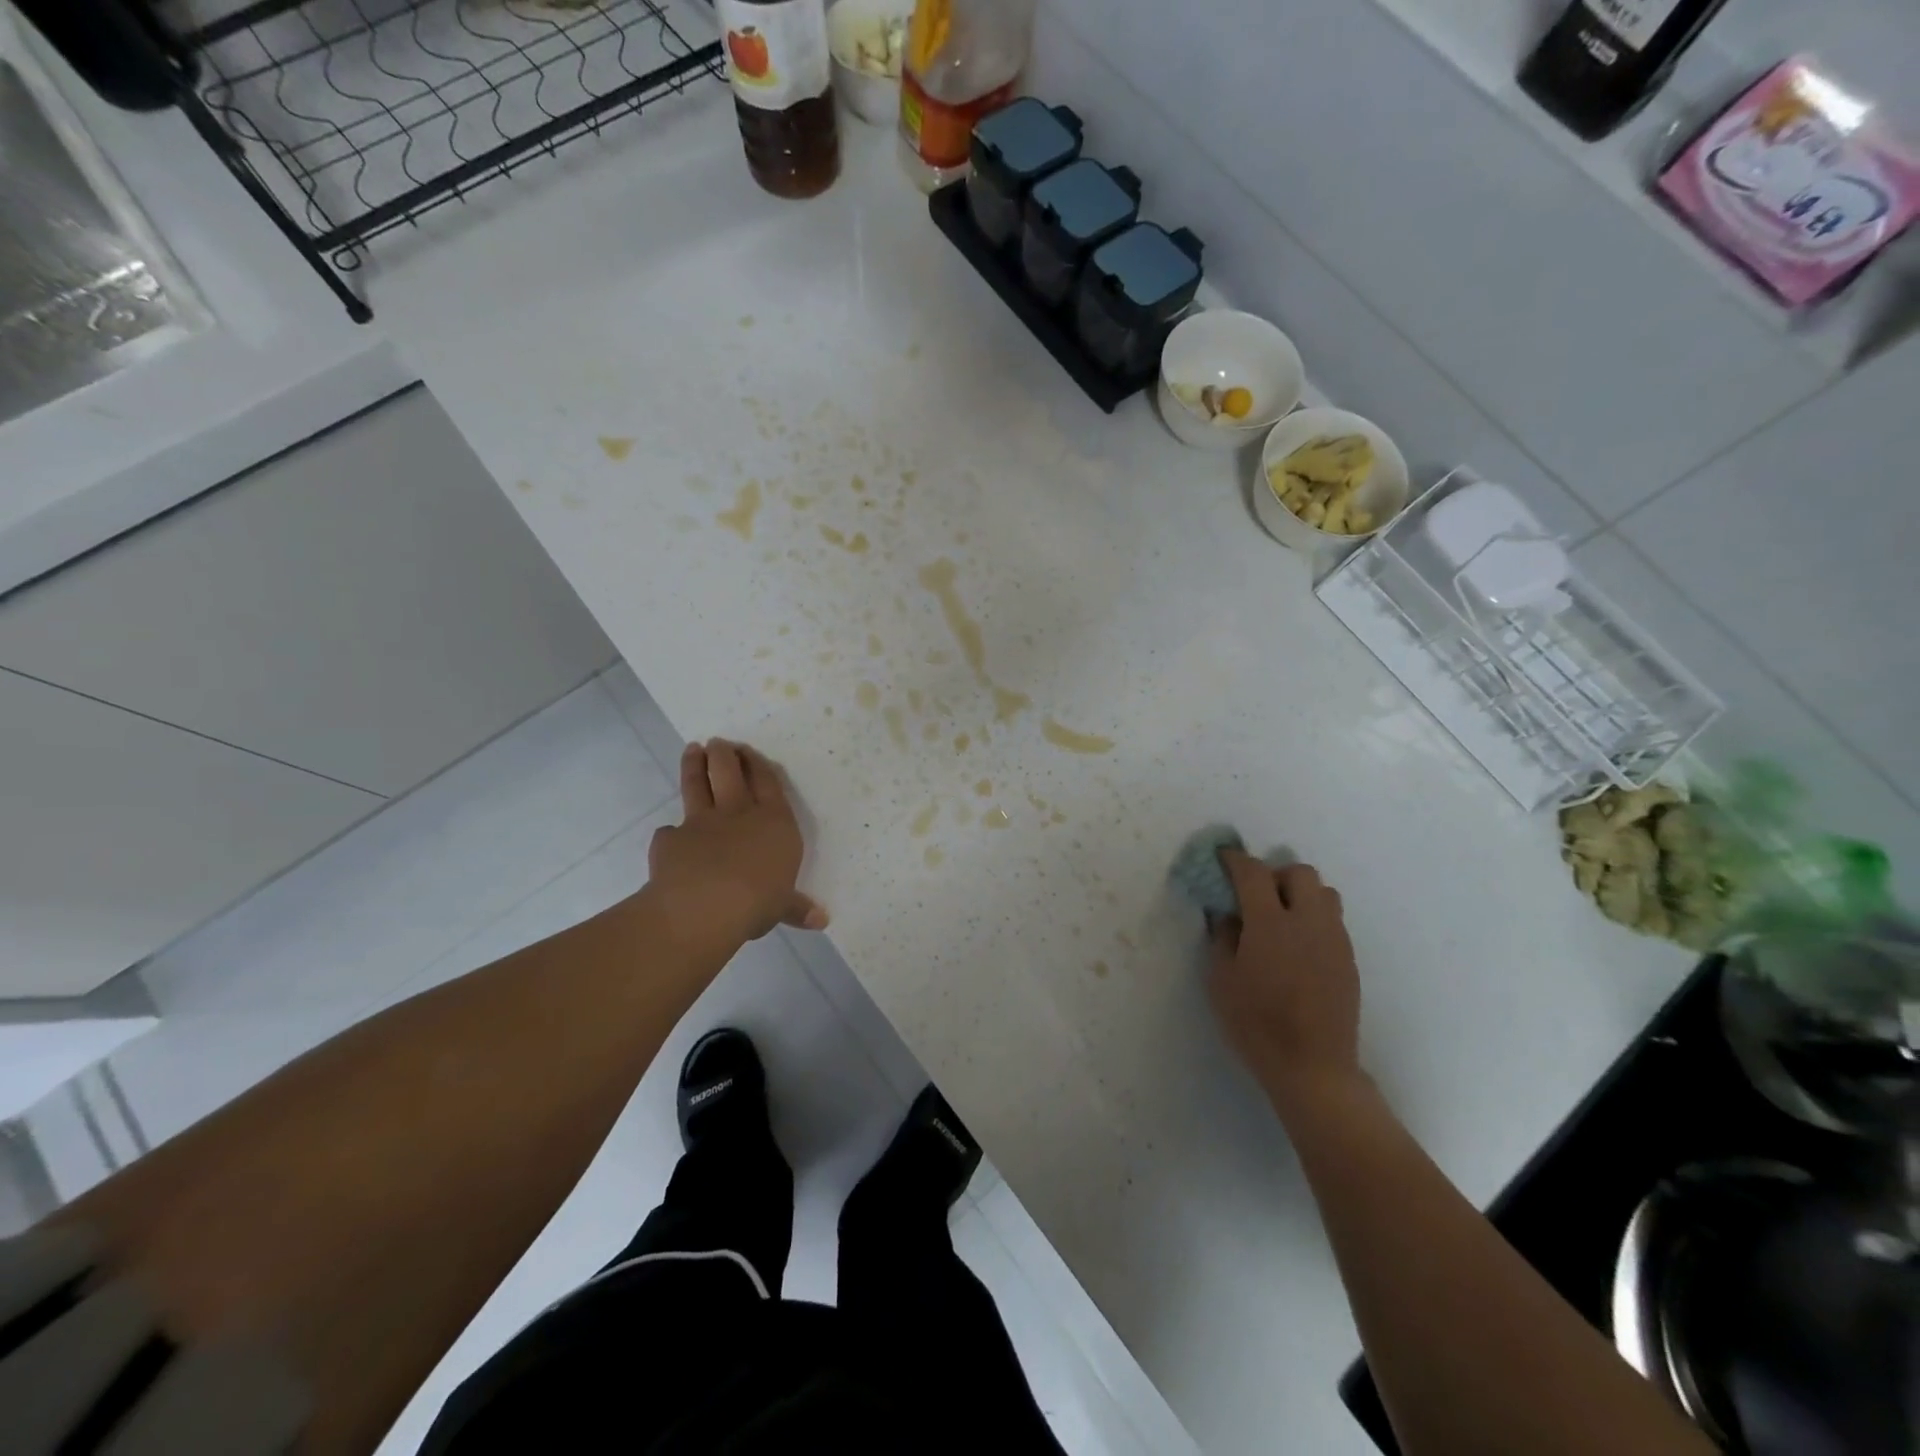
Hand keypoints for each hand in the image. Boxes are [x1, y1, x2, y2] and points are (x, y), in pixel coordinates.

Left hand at [647, 738, 827, 956]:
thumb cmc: (758, 901)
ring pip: (697, 786)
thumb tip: (821, 920)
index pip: (768, 782)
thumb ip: (796, 907)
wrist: (705, 906)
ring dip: (694, 765)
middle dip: (725, 754)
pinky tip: (669, 835)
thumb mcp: (783, 906)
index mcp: (774, 822)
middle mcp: (738, 813)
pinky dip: (670, 832)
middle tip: (718, 742)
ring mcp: (701, 822)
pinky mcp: (671, 838)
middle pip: (730, 772)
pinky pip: (669, 831)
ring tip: (692, 749)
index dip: (758, 764)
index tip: (749, 751)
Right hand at [1208, 851, 1364, 1123]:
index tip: (1222, 859)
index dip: (1235, 860)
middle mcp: (1308, 921)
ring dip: (1300, 894)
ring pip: (1324, 893)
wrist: (1313, 1068)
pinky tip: (1297, 947)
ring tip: (1280, 918)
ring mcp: (1334, 940)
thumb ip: (1222, 937)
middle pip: (1299, 872)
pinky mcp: (1348, 960)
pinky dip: (1313, 918)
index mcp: (1271, 923)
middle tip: (1255, 896)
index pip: (1253, 872)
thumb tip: (1227, 914)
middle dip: (1274, 874)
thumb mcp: (1221, 980)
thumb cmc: (1256, 1024)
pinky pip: (1332, 921)